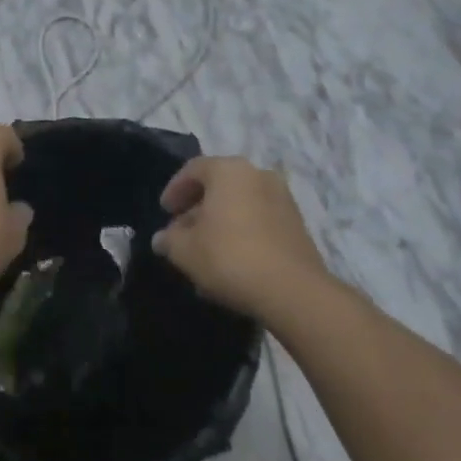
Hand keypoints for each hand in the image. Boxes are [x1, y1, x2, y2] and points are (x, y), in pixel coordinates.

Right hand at [152, 156, 327, 318]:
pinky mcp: (297, 225)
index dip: (174, 189)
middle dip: (198, 207)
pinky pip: (260, 220)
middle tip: (182, 231)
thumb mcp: (185, 250)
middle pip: (219, 185)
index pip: (193, 169)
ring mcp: (283, 199)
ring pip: (241, 203)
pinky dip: (242, 231)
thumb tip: (162, 239)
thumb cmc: (230, 257)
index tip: (165, 212)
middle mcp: (258, 175)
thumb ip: (169, 240)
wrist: (293, 291)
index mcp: (229, 170)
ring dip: (221, 221)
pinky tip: (232, 259)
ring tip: (206, 249)